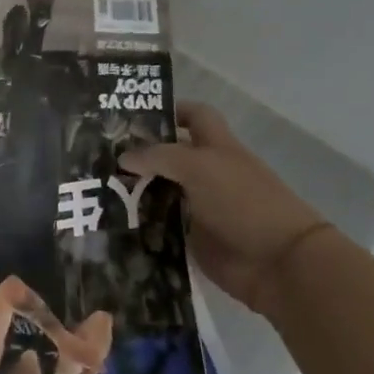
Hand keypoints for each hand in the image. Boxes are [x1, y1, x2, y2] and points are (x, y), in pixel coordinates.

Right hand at [118, 102, 331, 317]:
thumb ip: (157, 157)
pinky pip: (158, 224)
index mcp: (216, 147)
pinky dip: (138, 222)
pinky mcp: (190, 236)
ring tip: (95, 187)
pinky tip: (112, 219)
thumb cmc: (243, 201)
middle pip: (167, 155)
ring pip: (158, 190)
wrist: (277, 263)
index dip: (169, 110)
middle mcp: (206, 173)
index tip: (132, 116)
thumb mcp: (199, 166)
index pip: (193, 116)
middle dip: (137, 153)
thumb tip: (123, 158)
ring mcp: (198, 205)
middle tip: (98, 154)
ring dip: (132, 189)